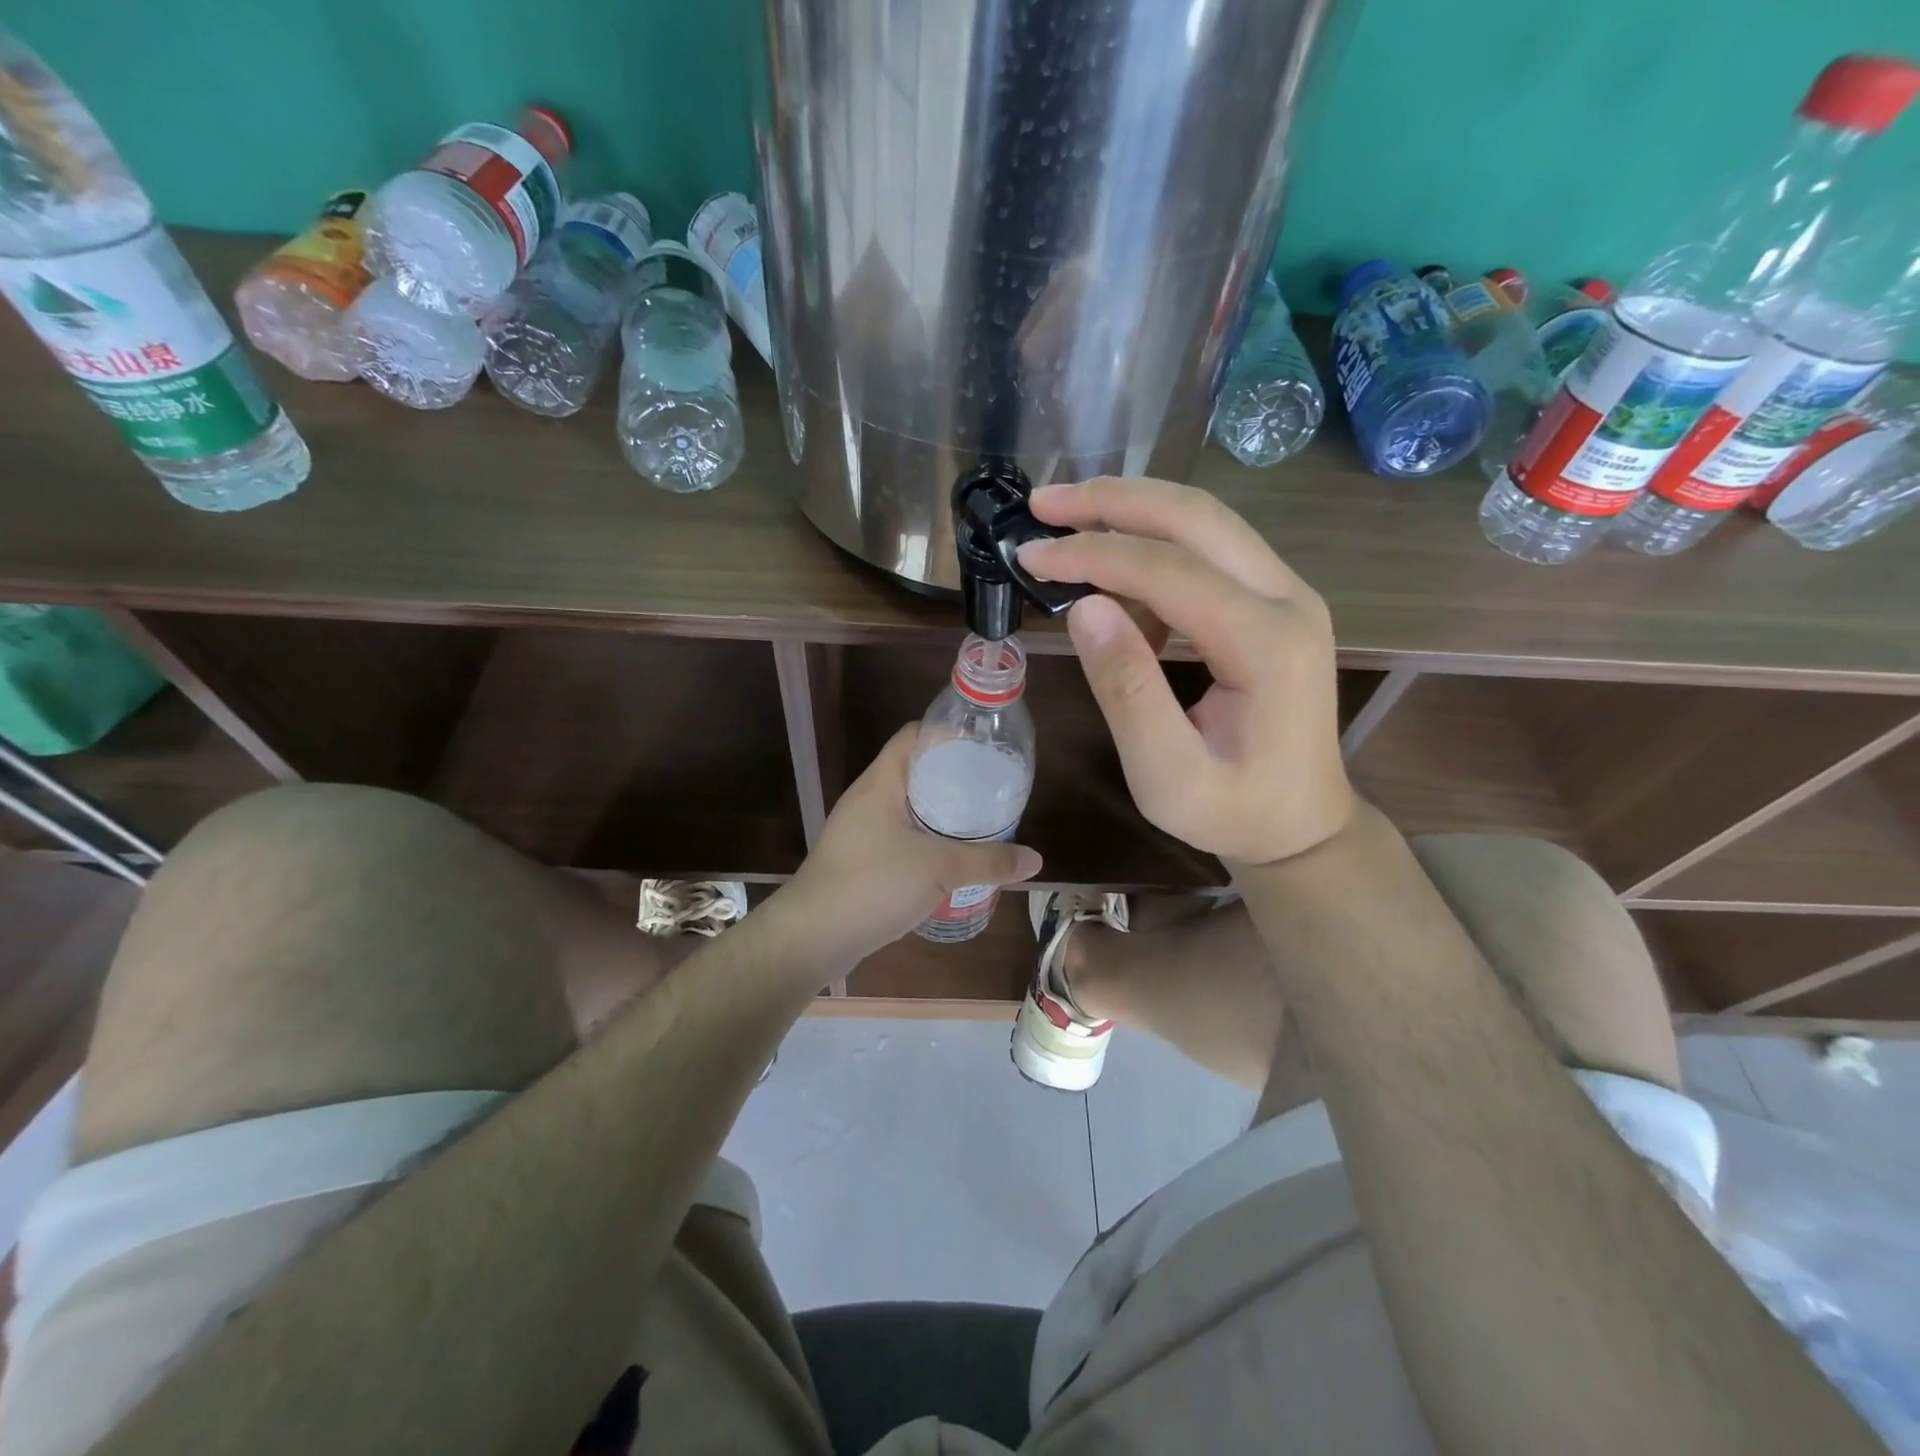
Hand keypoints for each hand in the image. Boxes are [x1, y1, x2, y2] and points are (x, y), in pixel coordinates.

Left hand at [786, 725, 1042, 963]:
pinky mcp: (861, 859)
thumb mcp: (939, 869)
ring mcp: (861, 830)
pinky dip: (927, 839)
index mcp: (881, 782)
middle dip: (954, 778)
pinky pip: (901, 836)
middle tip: (993, 789)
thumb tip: (1036, 860)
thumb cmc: (873, 884)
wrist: (812, 937)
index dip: (949, 734)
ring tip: (980, 822)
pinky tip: (952, 858)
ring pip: (909, 807)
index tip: (985, 748)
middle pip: (916, 771)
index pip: (915, 736)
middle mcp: (868, 798)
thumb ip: (989, 861)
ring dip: (942, 812)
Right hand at [1018, 477, 1353, 868]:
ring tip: (1066, 521)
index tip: (1030, 555)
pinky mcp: (1274, 601)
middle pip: (1195, 516)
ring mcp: (1288, 594)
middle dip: (1112, 500)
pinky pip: (1210, 552)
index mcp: (1267, 645)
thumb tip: (1084, 608)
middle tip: (1043, 502)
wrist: (1300, 825)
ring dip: (1132, 510)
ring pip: (1205, 521)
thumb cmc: (1232, 812)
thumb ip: (1126, 691)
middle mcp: (1289, 599)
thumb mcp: (1165, 774)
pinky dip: (1154, 548)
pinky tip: (1112, 581)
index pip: (1168, 569)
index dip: (1092, 554)